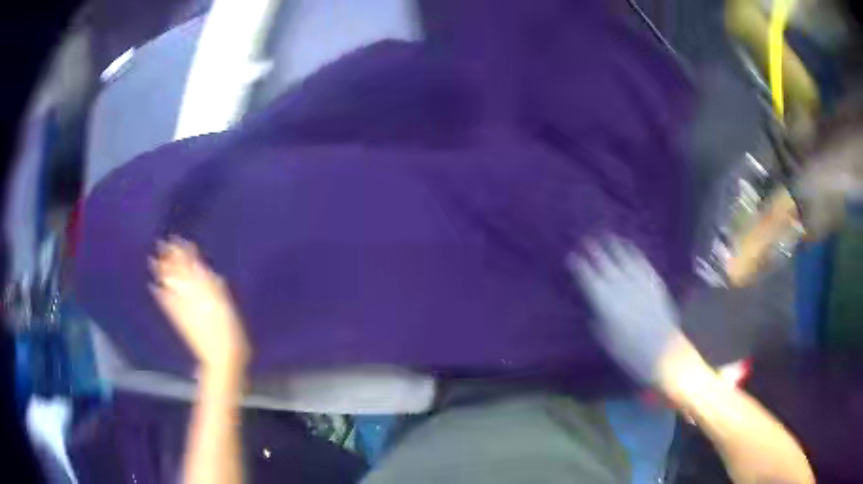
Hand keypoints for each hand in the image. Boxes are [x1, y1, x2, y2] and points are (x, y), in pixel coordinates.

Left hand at [150, 237, 249, 372]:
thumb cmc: (231, 331)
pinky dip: (160, 294)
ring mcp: (181, 308)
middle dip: (171, 257)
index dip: (185, 252)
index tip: (178, 239)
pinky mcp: (178, 320)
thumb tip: (205, 270)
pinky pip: (166, 303)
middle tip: (162, 243)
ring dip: (162, 272)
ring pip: (170, 285)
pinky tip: (154, 287)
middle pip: (178, 272)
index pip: (192, 265)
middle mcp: (189, 295)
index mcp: (203, 289)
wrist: (221, 358)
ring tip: (153, 260)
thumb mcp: (226, 305)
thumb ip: (214, 286)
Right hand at [567, 236, 682, 383]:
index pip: (588, 278)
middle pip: (604, 262)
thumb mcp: (607, 340)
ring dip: (613, 245)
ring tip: (606, 235)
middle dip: (594, 250)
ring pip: (623, 257)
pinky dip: (633, 251)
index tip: (572, 256)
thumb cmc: (630, 351)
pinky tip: (629, 245)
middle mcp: (620, 286)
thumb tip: (594, 310)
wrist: (662, 350)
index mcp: (605, 302)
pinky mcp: (654, 281)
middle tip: (586, 239)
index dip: (579, 266)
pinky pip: (641, 261)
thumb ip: (598, 321)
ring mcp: (639, 281)